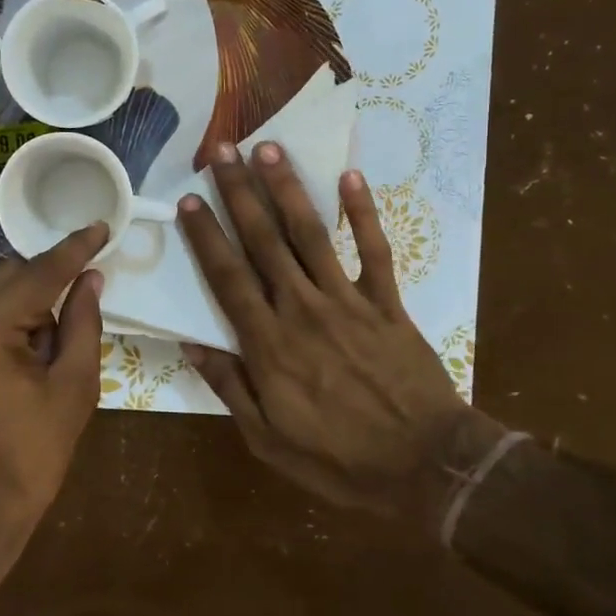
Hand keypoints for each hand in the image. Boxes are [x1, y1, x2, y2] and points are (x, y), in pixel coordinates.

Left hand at [0, 223, 108, 536]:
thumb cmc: (27, 459)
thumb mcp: (72, 391)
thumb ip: (82, 324)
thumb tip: (90, 278)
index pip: (37, 274)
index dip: (74, 250)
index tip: (99, 227)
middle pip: (3, 277)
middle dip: (40, 291)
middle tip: (62, 332)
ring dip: (11, 311)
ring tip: (28, 361)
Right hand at [178, 144, 489, 517]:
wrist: (426, 466)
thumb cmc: (339, 459)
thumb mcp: (268, 439)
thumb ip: (230, 387)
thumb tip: (192, 344)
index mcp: (269, 345)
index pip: (228, 278)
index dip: (206, 237)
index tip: (190, 200)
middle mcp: (302, 309)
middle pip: (265, 242)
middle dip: (239, 193)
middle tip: (221, 152)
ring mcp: (348, 301)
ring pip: (312, 235)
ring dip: (288, 189)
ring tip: (269, 149)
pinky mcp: (388, 304)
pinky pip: (374, 251)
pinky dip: (365, 213)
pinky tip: (350, 177)